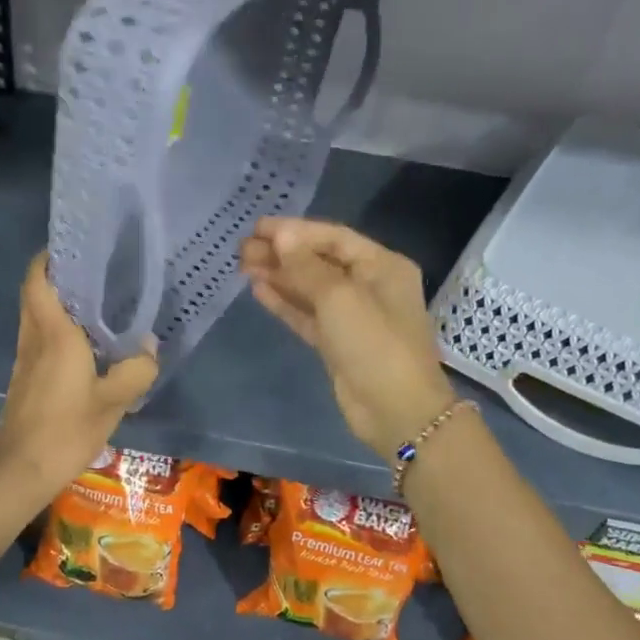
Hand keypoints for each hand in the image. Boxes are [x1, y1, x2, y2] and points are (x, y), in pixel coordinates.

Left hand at [0, 253, 157, 511]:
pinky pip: (38, 339)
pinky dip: (55, 328)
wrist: (21, 471)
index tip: (73, 246)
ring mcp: (24, 360)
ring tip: (94, 302)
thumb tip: (149, 346)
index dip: (49, 258)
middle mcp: (33, 339)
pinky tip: (84, 343)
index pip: (39, 280)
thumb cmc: (66, 430)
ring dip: (56, 302)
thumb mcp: (113, 402)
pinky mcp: (23, 379)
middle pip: (34, 294)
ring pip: (34, 316)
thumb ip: (136, 370)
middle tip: (93, 271)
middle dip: (56, 276)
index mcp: (53, 335)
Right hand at [239, 218, 455, 458]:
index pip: (332, 237)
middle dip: (282, 253)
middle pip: (319, 261)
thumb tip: (281, 235)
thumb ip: (306, 266)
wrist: (397, 410)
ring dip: (279, 276)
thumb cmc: (374, 344)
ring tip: (243, 266)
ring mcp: (353, 316)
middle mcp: (369, 285)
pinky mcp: (338, 343)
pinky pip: (308, 314)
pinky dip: (285, 303)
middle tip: (242, 249)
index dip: (294, 230)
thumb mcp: (339, 297)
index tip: (257, 228)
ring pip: (310, 288)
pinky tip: (259, 291)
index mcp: (381, 265)